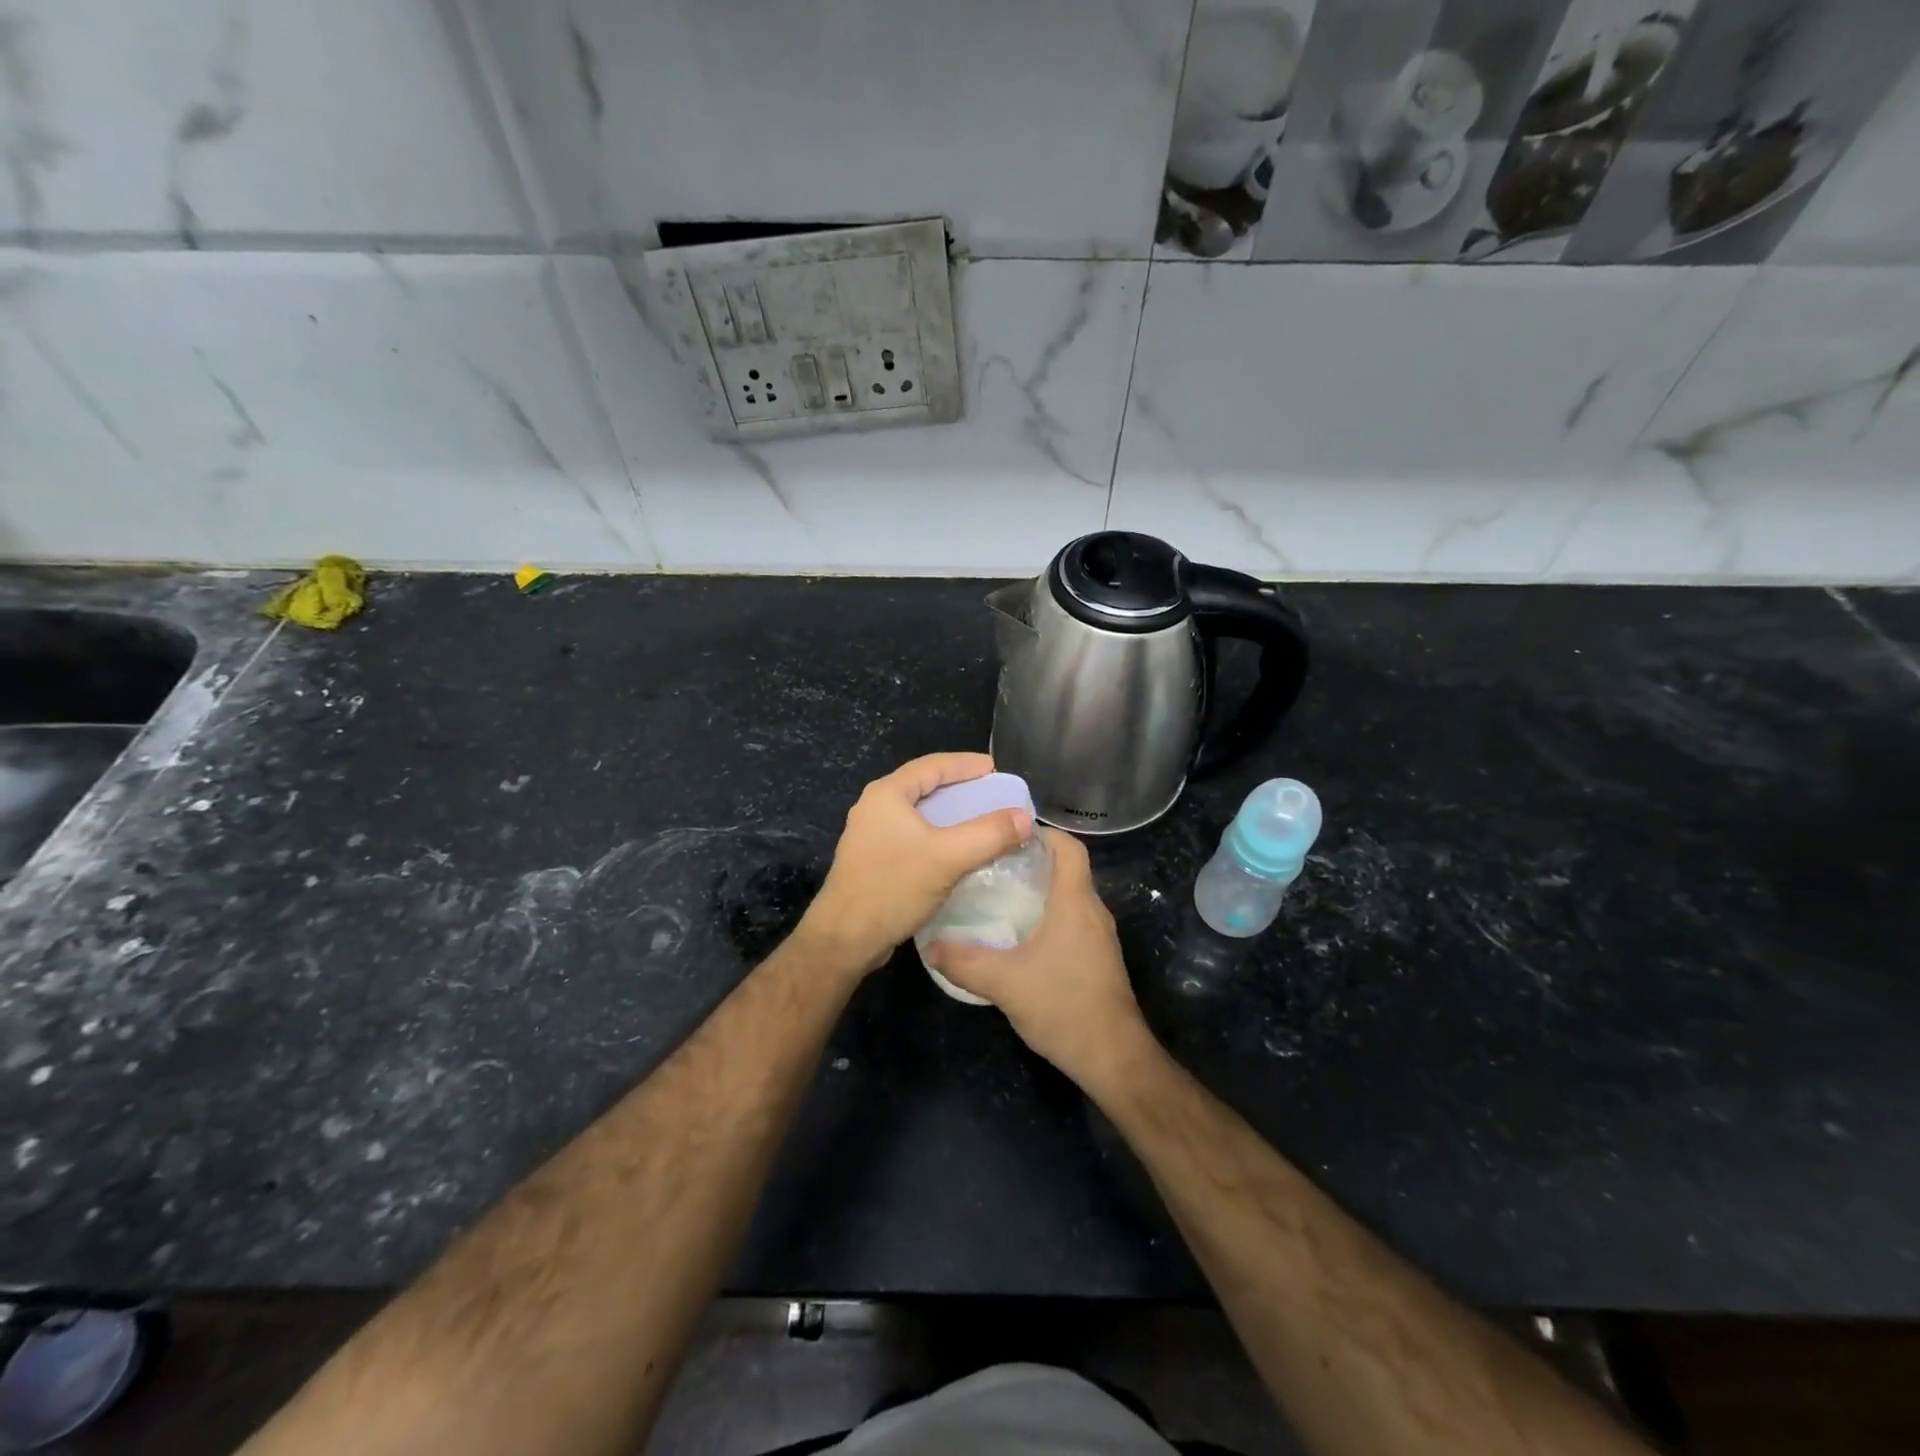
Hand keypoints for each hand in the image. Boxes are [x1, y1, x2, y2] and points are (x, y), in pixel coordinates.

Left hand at [799, 753, 1032, 976]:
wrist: (845, 939)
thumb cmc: (892, 887)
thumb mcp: (947, 857)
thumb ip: (989, 834)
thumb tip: (1024, 816)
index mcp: (887, 794)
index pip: (932, 766)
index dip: (966, 765)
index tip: (995, 769)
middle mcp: (875, 808)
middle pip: (924, 787)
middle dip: (960, 789)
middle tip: (992, 794)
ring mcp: (871, 835)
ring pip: (919, 815)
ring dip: (950, 815)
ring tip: (981, 821)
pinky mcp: (874, 860)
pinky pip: (913, 837)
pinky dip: (938, 837)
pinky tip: (957, 853)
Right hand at [924, 829, 1154, 1091]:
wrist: (1113, 1057)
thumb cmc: (1063, 1006)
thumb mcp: (1004, 983)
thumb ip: (964, 962)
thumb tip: (930, 947)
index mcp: (1075, 902)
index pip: (1069, 848)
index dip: (1042, 833)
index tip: (1007, 834)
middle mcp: (1092, 911)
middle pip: (1067, 869)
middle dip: (1031, 861)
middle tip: (990, 865)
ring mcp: (1099, 936)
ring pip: (1069, 897)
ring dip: (1039, 891)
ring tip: (998, 896)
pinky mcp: (1098, 958)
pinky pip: (1072, 921)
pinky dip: (1047, 916)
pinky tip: (1019, 935)